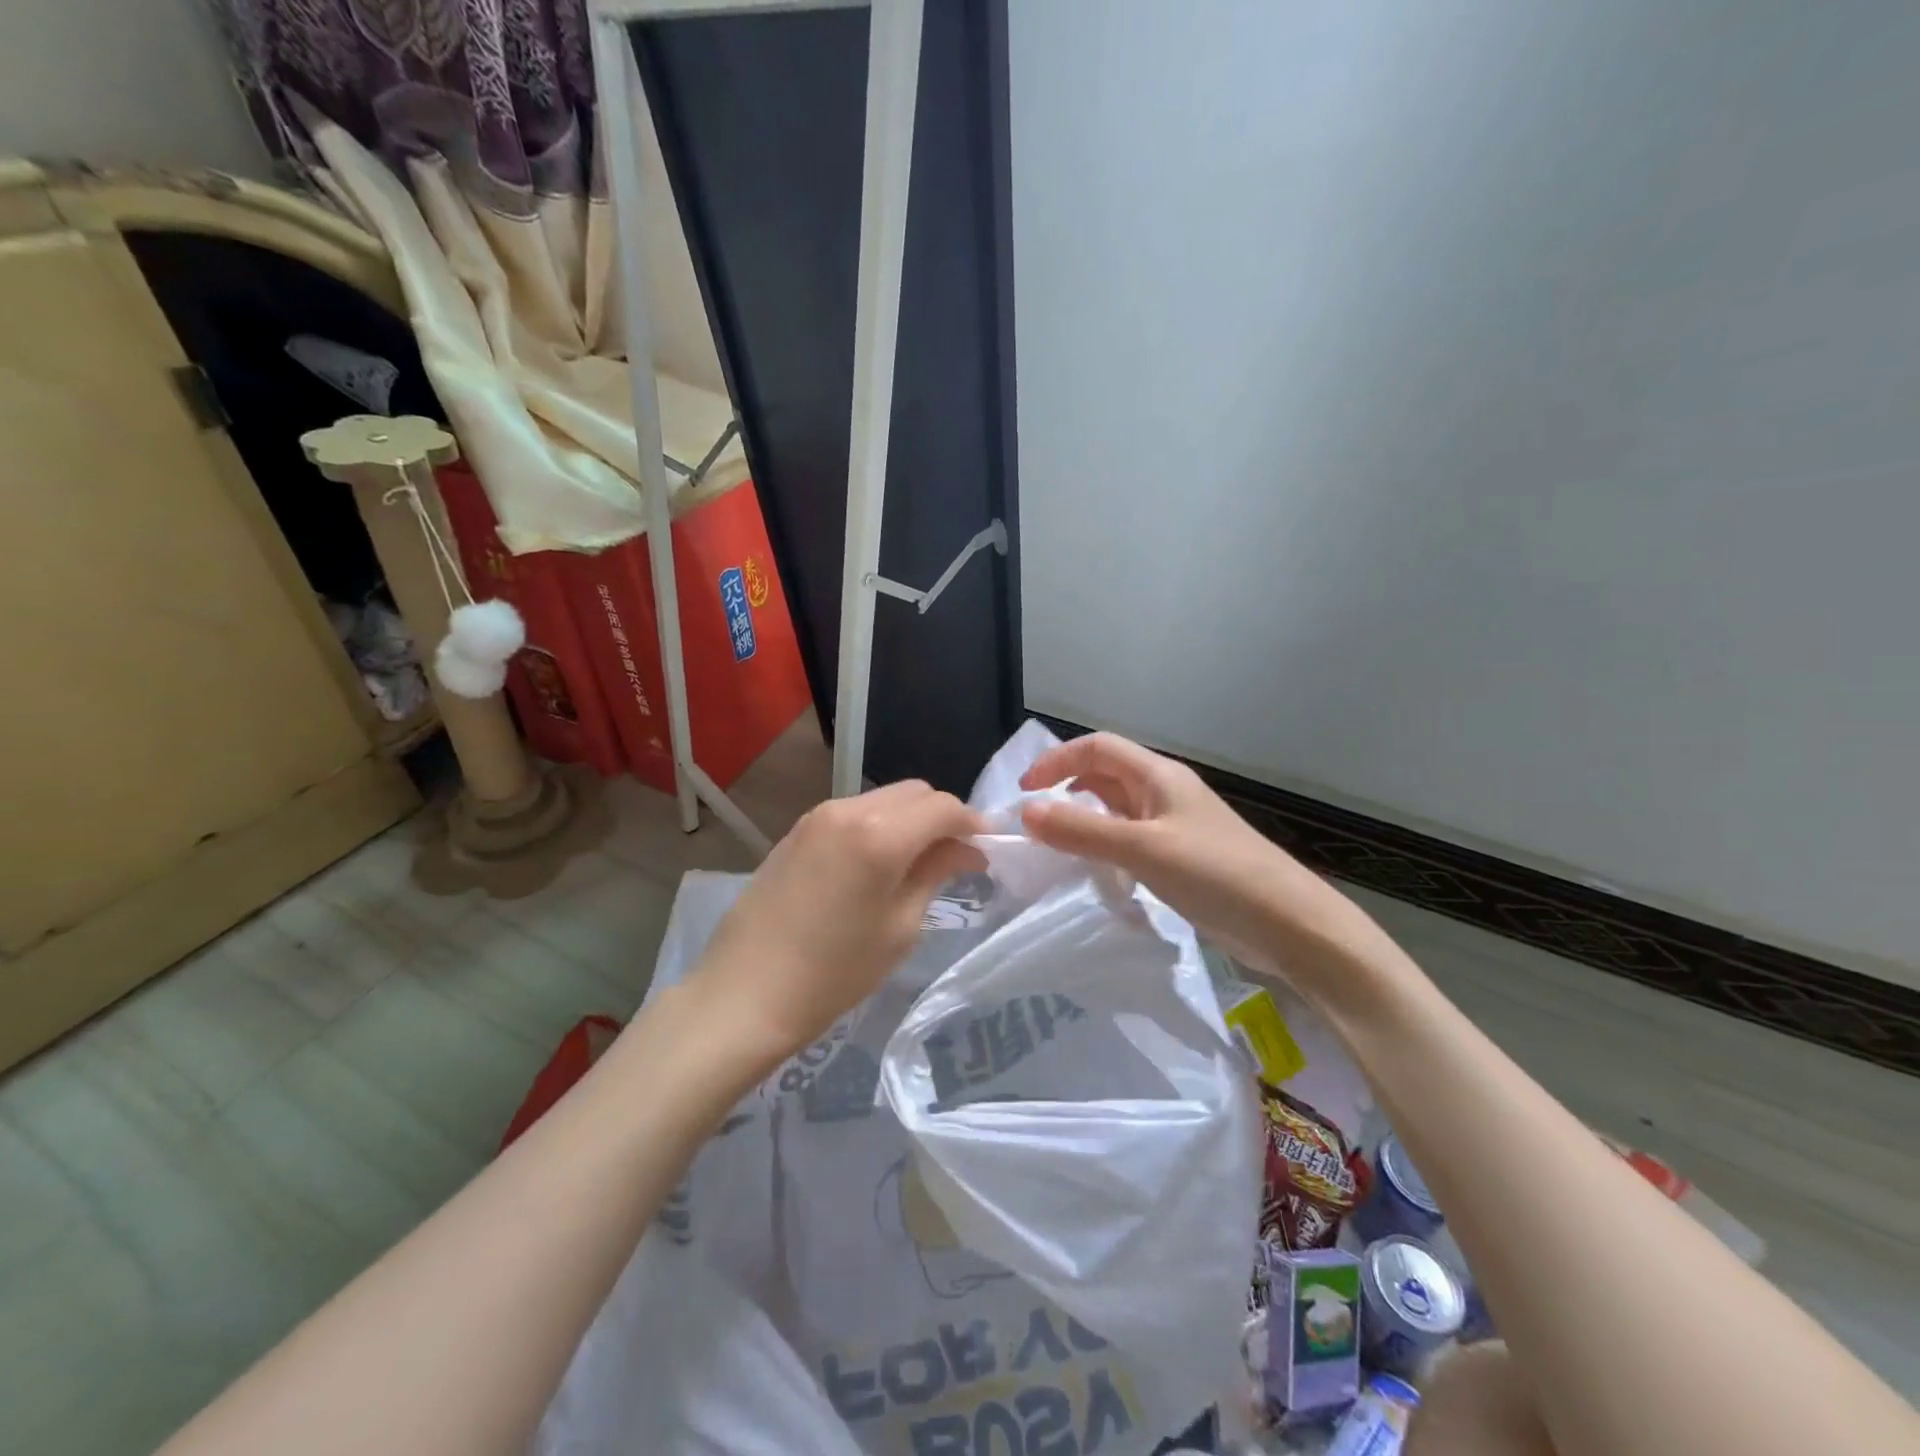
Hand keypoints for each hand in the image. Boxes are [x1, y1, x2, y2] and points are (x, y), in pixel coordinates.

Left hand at [688, 781, 986, 1069]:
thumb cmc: (834, 973)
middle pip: (914, 793)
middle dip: (942, 817)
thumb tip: (966, 849)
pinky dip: (879, 827)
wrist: (744, 994)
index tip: (986, 851)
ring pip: (883, 800)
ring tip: (918, 863)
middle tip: (956, 858)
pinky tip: (878, 864)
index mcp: (880, 834)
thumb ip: (936, 873)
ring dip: (909, 821)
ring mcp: (818, 816)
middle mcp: (849, 809)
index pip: (944, 807)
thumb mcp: (900, 928)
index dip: (972, 824)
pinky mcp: (797, 830)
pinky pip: (854, 813)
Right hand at [1018, 733, 1369, 981]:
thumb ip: (1082, 830)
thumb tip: (1025, 812)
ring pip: (1117, 809)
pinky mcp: (1180, 857)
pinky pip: (1131, 839)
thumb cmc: (1216, 874)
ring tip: (1055, 845)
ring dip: (1084, 819)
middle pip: (1106, 774)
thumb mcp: (1142, 850)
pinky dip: (1105, 846)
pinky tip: (1095, 870)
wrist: (1288, 923)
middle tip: (1034, 821)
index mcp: (1158, 776)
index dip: (1057, 761)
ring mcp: (1174, 826)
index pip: (1097, 748)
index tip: (1025, 793)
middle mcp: (1165, 792)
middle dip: (1066, 788)